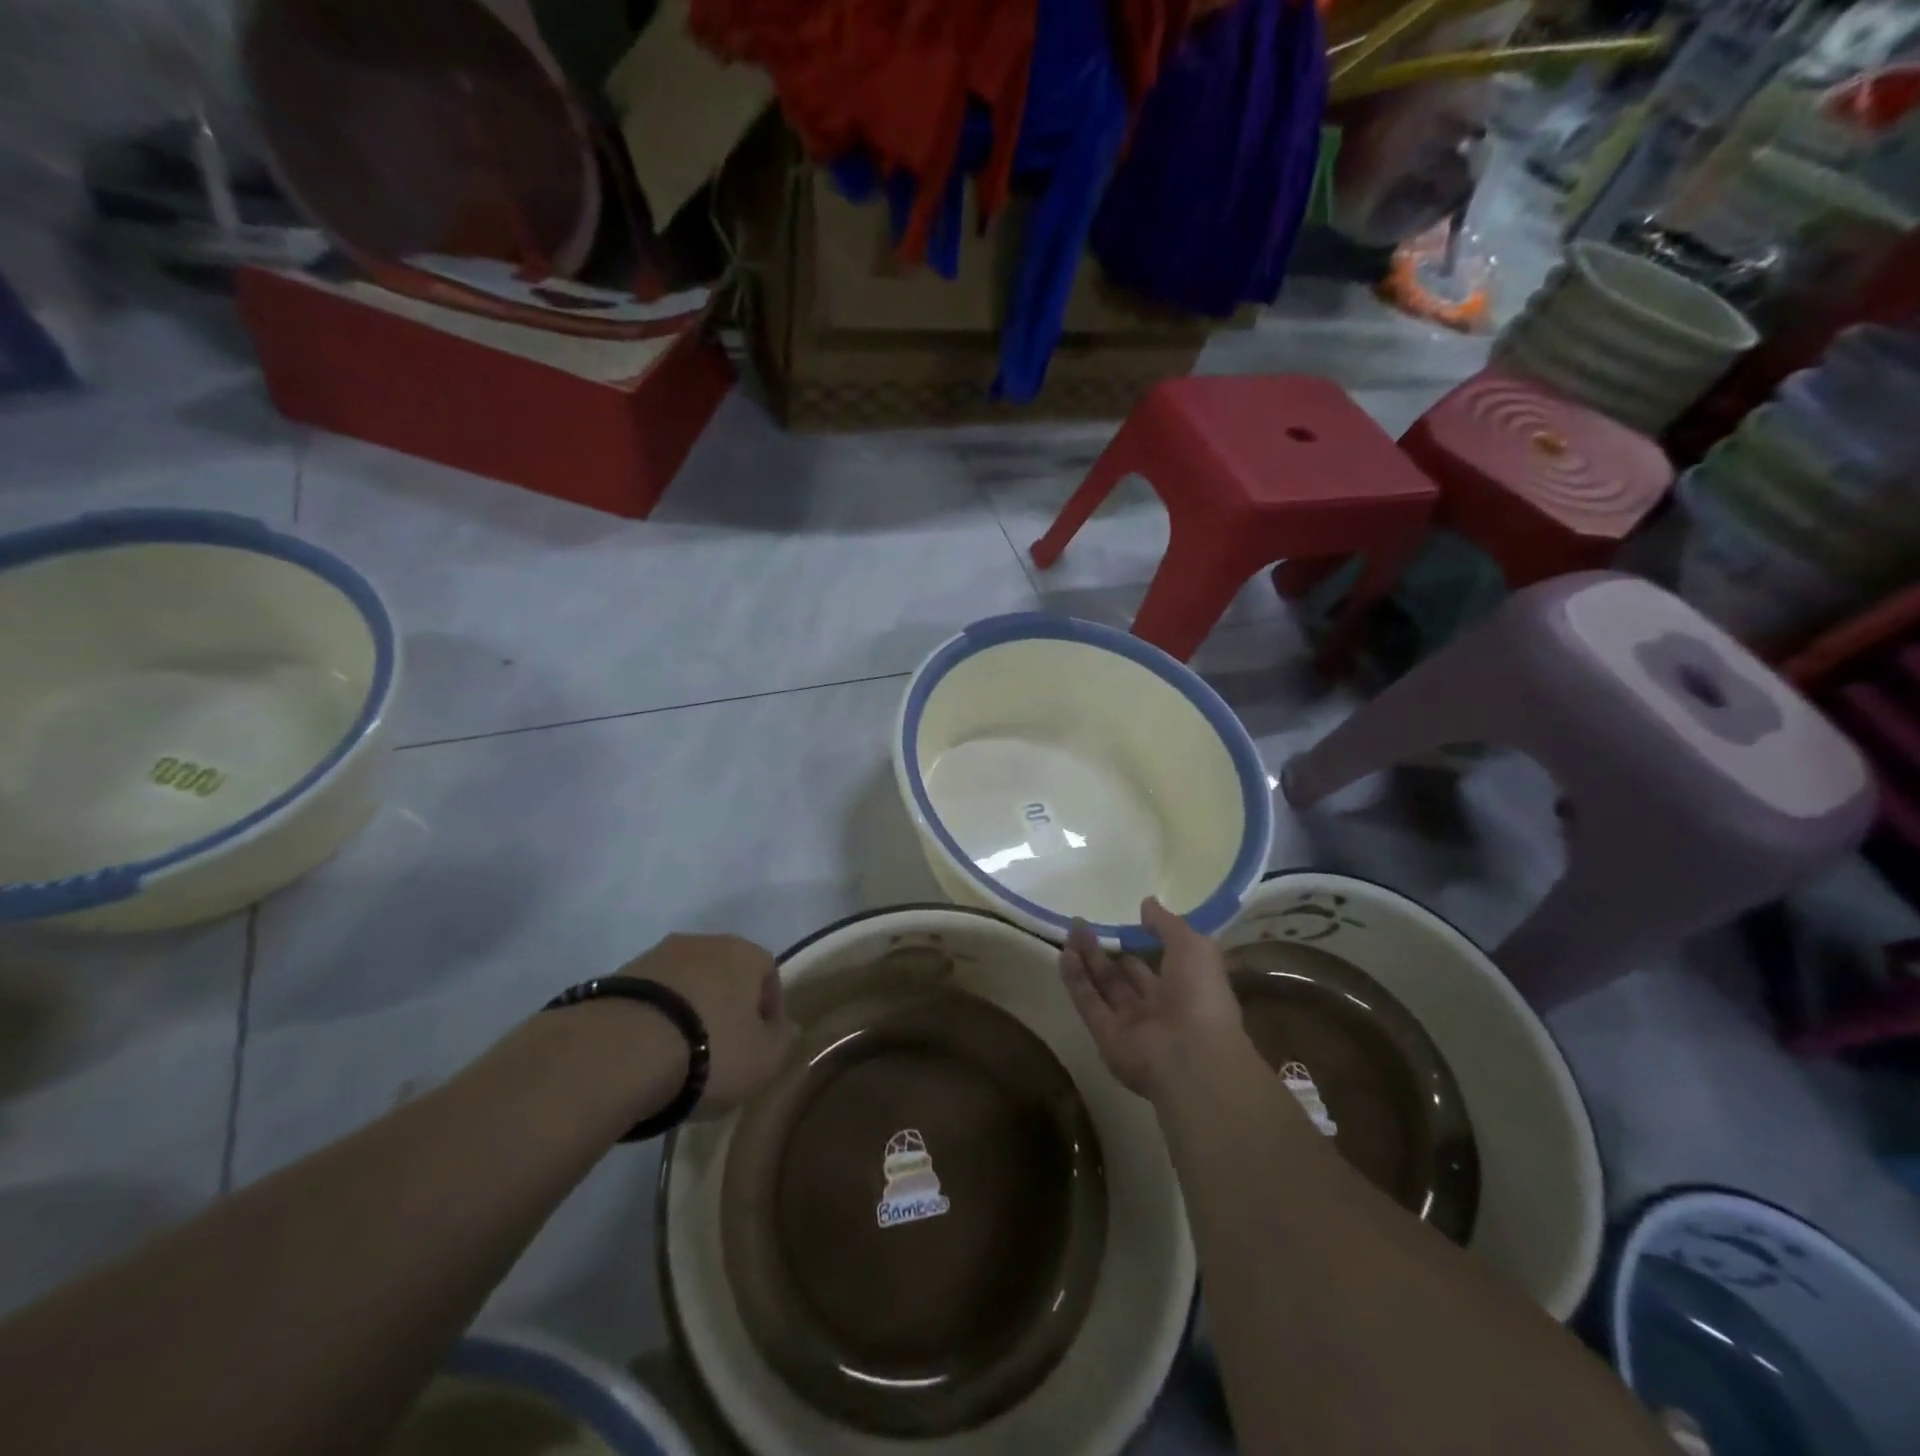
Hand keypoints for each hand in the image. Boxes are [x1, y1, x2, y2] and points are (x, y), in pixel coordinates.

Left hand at [614, 933, 796, 1114]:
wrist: (620, 1049)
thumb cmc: (710, 1049)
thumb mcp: (763, 1060)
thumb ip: (782, 1041)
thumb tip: (788, 1028)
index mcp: (746, 953)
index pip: (769, 976)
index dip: (769, 1013)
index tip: (761, 1047)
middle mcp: (705, 942)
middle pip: (725, 976)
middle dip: (726, 1008)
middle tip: (722, 1050)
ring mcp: (658, 955)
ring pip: (686, 984)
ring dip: (688, 1012)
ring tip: (681, 1056)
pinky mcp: (618, 975)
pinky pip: (651, 998)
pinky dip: (656, 1019)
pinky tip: (648, 1052)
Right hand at [1059, 898, 1250, 1100]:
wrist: (1192, 1057)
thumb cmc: (1201, 996)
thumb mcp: (1194, 947)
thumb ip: (1167, 924)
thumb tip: (1147, 904)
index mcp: (1185, 989)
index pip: (1158, 965)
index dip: (1140, 944)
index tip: (1122, 923)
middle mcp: (1156, 1008)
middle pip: (1124, 977)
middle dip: (1105, 951)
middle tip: (1083, 925)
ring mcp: (1130, 1025)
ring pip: (1103, 987)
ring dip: (1087, 960)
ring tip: (1071, 931)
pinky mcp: (1105, 1037)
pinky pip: (1088, 1003)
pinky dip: (1075, 979)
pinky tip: (1065, 953)